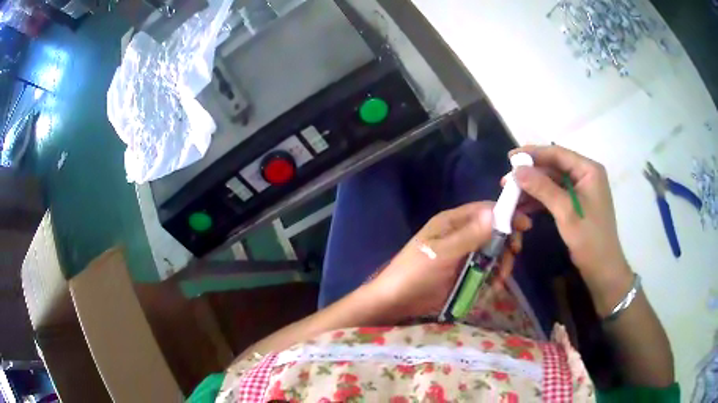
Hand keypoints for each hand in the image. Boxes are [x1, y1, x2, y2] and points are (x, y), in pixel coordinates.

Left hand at [368, 202, 531, 320]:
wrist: (395, 302)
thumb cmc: (414, 273)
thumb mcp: (442, 254)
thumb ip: (469, 236)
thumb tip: (495, 213)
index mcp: (452, 222)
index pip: (485, 210)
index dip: (506, 215)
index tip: (525, 226)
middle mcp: (460, 235)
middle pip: (493, 231)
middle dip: (506, 243)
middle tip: (513, 256)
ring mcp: (462, 255)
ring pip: (492, 252)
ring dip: (501, 264)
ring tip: (499, 280)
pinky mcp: (463, 273)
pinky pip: (485, 270)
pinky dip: (492, 277)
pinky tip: (492, 288)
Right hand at [508, 145, 632, 315]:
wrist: (602, 269)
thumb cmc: (589, 238)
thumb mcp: (565, 211)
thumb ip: (542, 188)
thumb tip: (516, 170)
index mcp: (588, 170)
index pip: (557, 153)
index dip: (533, 153)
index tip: (510, 158)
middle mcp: (585, 175)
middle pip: (554, 167)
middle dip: (531, 174)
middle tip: (507, 181)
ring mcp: (581, 190)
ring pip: (552, 182)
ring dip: (533, 188)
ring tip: (511, 194)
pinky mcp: (576, 204)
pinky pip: (555, 195)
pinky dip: (540, 200)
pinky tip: (523, 205)